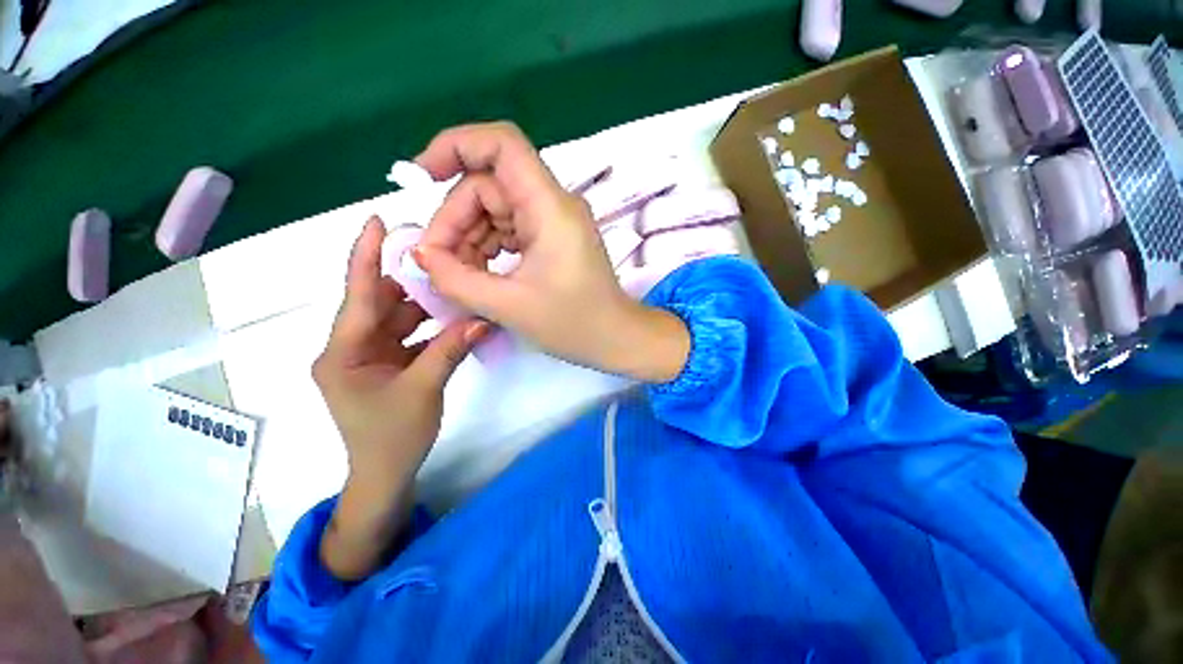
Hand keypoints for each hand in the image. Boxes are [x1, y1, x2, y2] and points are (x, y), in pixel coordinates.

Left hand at [313, 217, 487, 579]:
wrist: (385, 475)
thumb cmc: (391, 437)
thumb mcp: (422, 390)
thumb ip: (450, 350)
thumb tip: (481, 319)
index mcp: (343, 352)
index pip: (358, 296)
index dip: (367, 257)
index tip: (378, 223)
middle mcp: (351, 348)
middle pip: (381, 304)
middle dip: (409, 281)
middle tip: (439, 256)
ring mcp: (370, 356)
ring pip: (399, 319)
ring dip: (426, 306)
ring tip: (453, 285)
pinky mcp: (388, 364)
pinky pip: (410, 336)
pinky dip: (431, 327)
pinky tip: (454, 318)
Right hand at [413, 122, 689, 382]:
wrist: (615, 339)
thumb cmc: (574, 324)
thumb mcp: (508, 306)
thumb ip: (455, 279)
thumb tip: (420, 255)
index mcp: (550, 208)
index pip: (502, 145)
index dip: (455, 145)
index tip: (420, 177)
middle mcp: (553, 204)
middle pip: (488, 186)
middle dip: (455, 219)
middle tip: (436, 262)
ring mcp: (553, 221)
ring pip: (495, 209)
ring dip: (468, 237)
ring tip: (455, 275)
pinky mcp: (551, 238)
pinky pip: (508, 229)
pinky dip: (486, 247)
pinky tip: (476, 273)